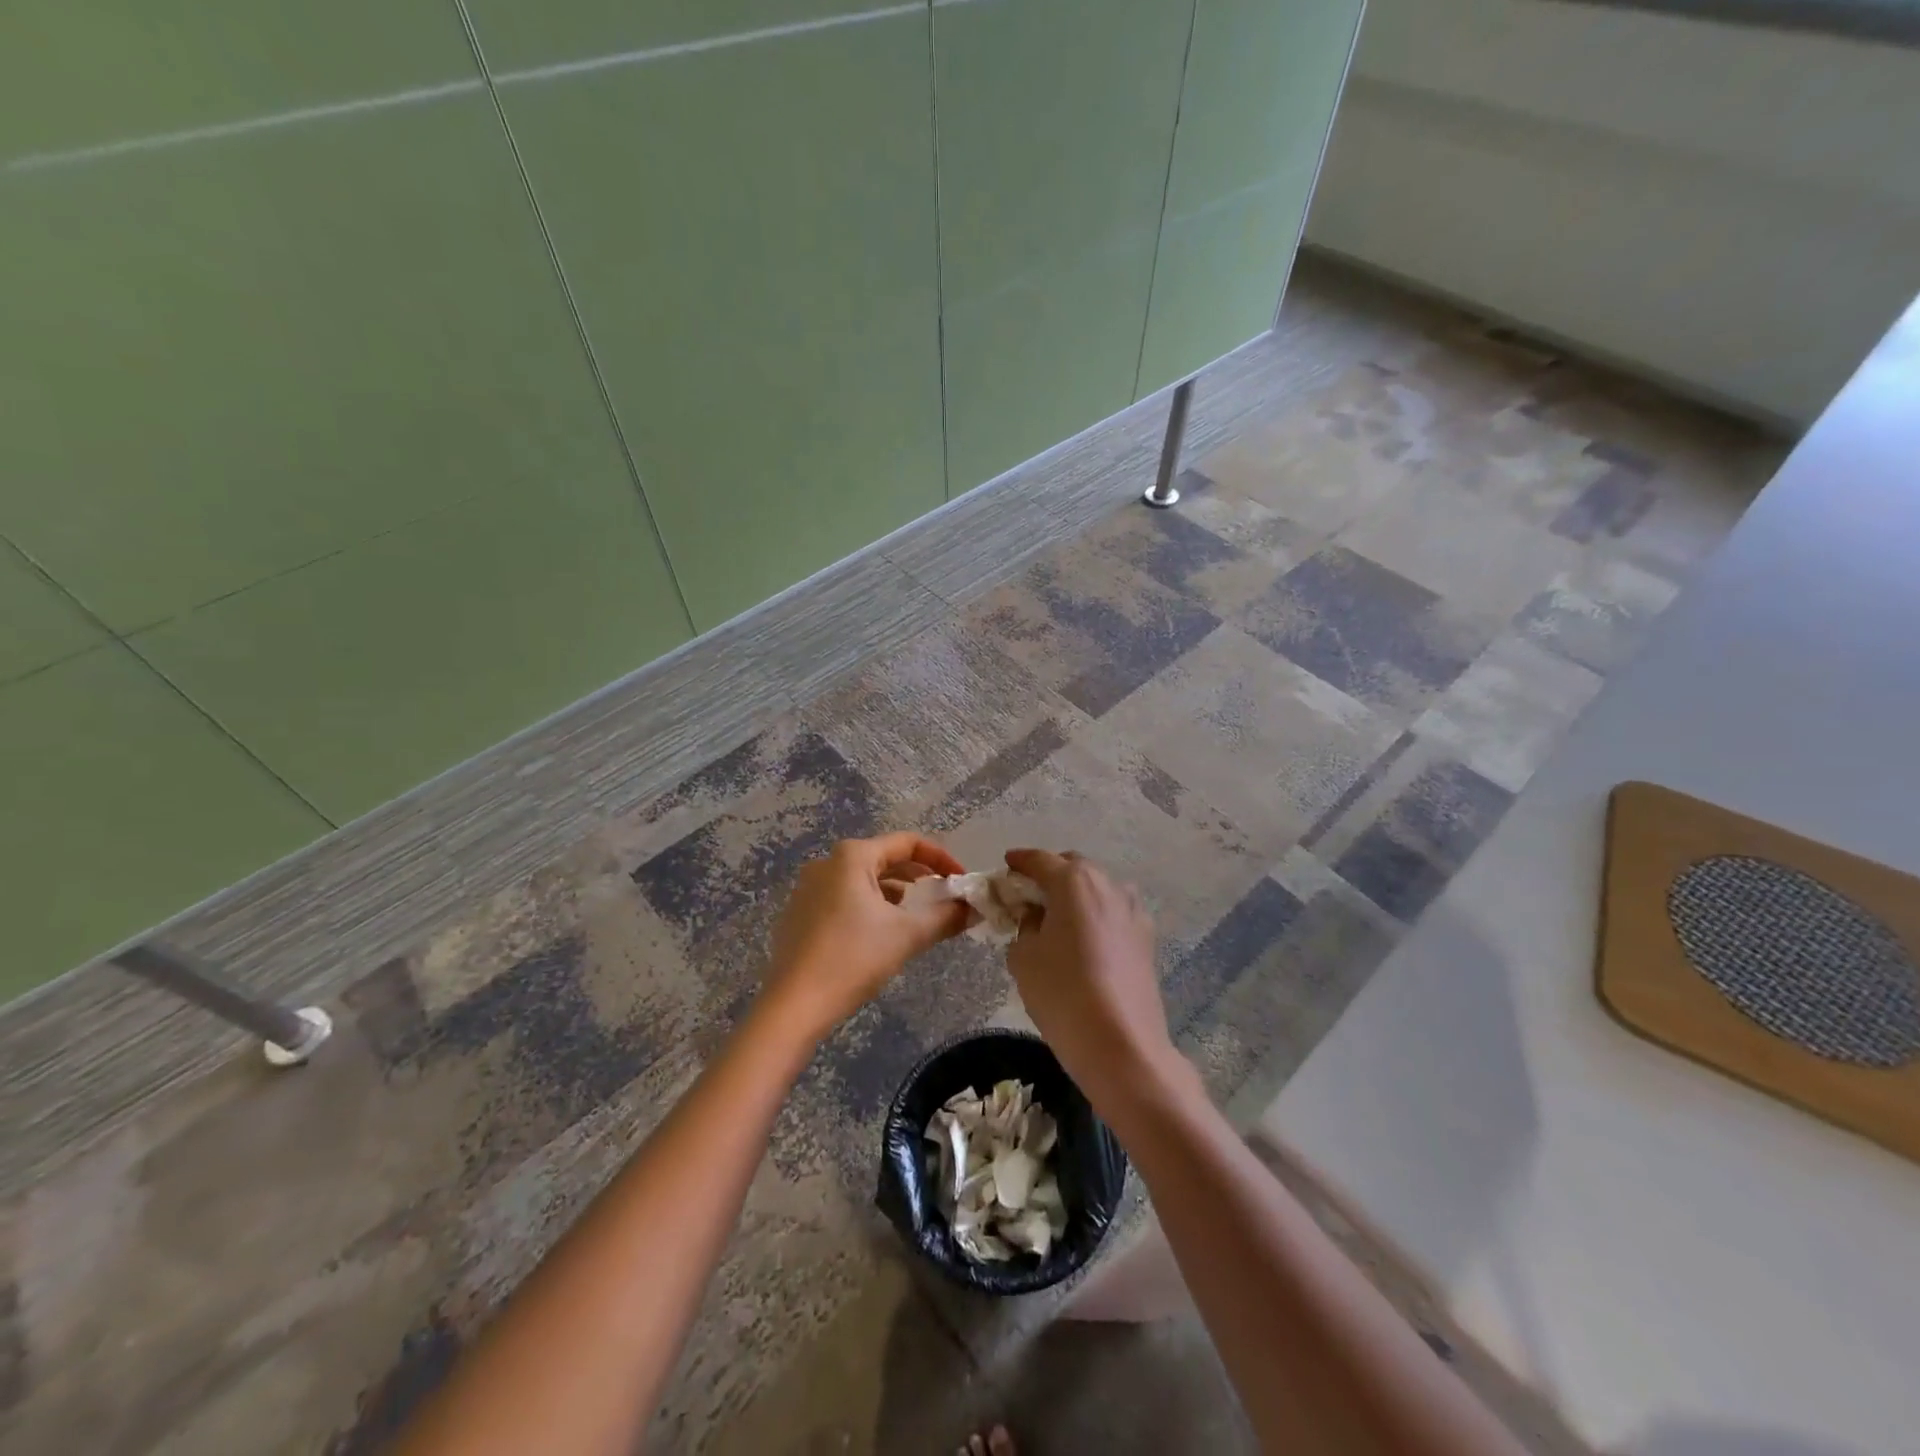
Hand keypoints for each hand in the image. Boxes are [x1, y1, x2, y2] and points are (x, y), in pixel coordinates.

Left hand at [763, 832, 969, 1039]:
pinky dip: (870, 906)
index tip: (962, 882)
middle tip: (944, 898)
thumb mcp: (907, 936)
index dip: (941, 859)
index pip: (908, 843)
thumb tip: (973, 909)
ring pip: (864, 880)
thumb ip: (945, 917)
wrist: (793, 1006)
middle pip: (885, 858)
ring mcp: (808, 887)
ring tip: (917, 917)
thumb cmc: (853, 959)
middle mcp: (827, 862)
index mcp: (852, 856)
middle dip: (919, 876)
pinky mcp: (800, 912)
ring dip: (895, 893)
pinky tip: (881, 934)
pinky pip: (844, 897)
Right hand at [1004, 849, 1179, 1103]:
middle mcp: (1107, 884)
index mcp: (1073, 881)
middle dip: (1050, 875)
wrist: (1121, 1045)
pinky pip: (1114, 912)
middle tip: (1029, 896)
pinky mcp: (1146, 936)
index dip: (1019, 861)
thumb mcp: (1023, 957)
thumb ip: (1024, 926)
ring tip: (1058, 918)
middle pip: (1073, 868)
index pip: (1039, 860)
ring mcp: (1132, 909)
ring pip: (1098, 888)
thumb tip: (1035, 918)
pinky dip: (1096, 914)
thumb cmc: (1062, 994)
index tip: (1006, 865)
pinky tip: (1085, 940)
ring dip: (1076, 894)